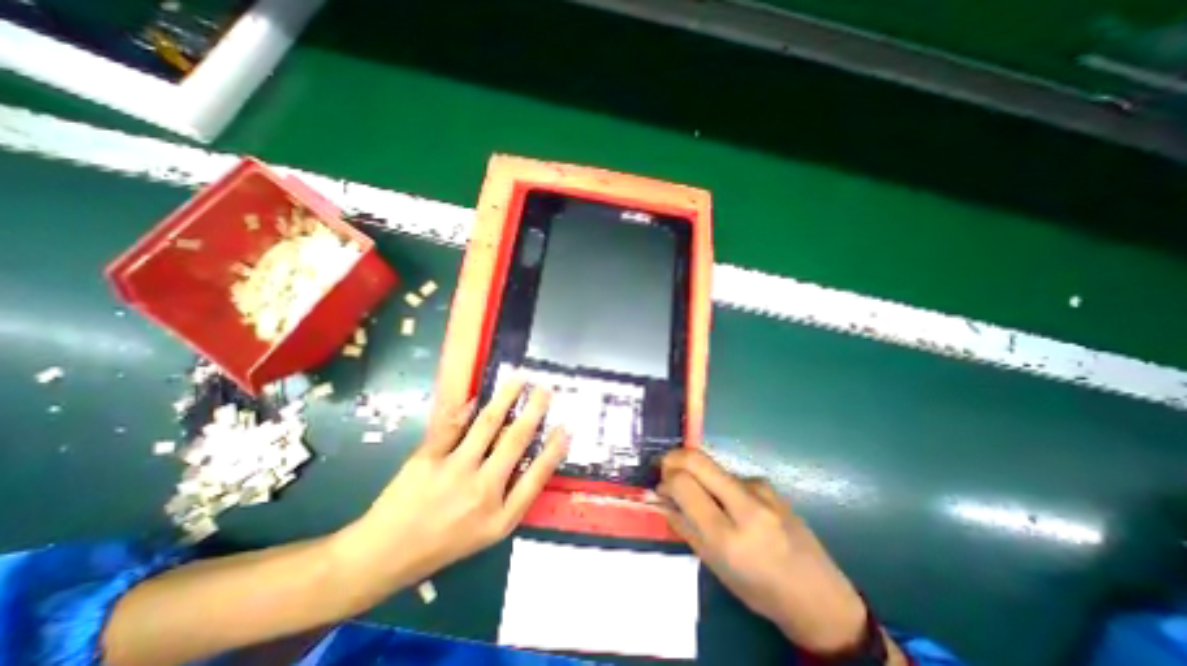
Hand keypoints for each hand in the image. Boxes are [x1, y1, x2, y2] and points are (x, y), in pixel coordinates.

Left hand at [329, 377, 567, 601]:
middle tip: (546, 389)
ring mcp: (454, 472)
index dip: (554, 450)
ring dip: (507, 397)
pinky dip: (466, 408)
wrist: (384, 556)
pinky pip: (452, 425)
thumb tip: (530, 457)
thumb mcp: (487, 532)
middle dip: (534, 411)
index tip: (566, 427)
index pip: (537, 476)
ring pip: (488, 424)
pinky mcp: (428, 459)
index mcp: (500, 516)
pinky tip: (478, 396)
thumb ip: (512, 497)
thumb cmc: (443, 544)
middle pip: (515, 441)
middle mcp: (482, 491)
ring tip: (520, 379)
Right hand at [654, 451, 869, 652]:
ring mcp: (760, 489)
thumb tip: (660, 496)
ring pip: (712, 466)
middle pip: (697, 459)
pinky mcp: (767, 484)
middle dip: (673, 458)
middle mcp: (745, 504)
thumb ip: (684, 526)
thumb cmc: (760, 590)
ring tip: (704, 499)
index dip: (665, 478)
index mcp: (728, 536)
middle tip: (665, 471)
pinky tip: (731, 506)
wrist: (819, 596)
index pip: (684, 484)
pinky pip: (730, 476)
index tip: (660, 487)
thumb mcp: (715, 565)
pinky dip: (718, 484)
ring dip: (697, 475)